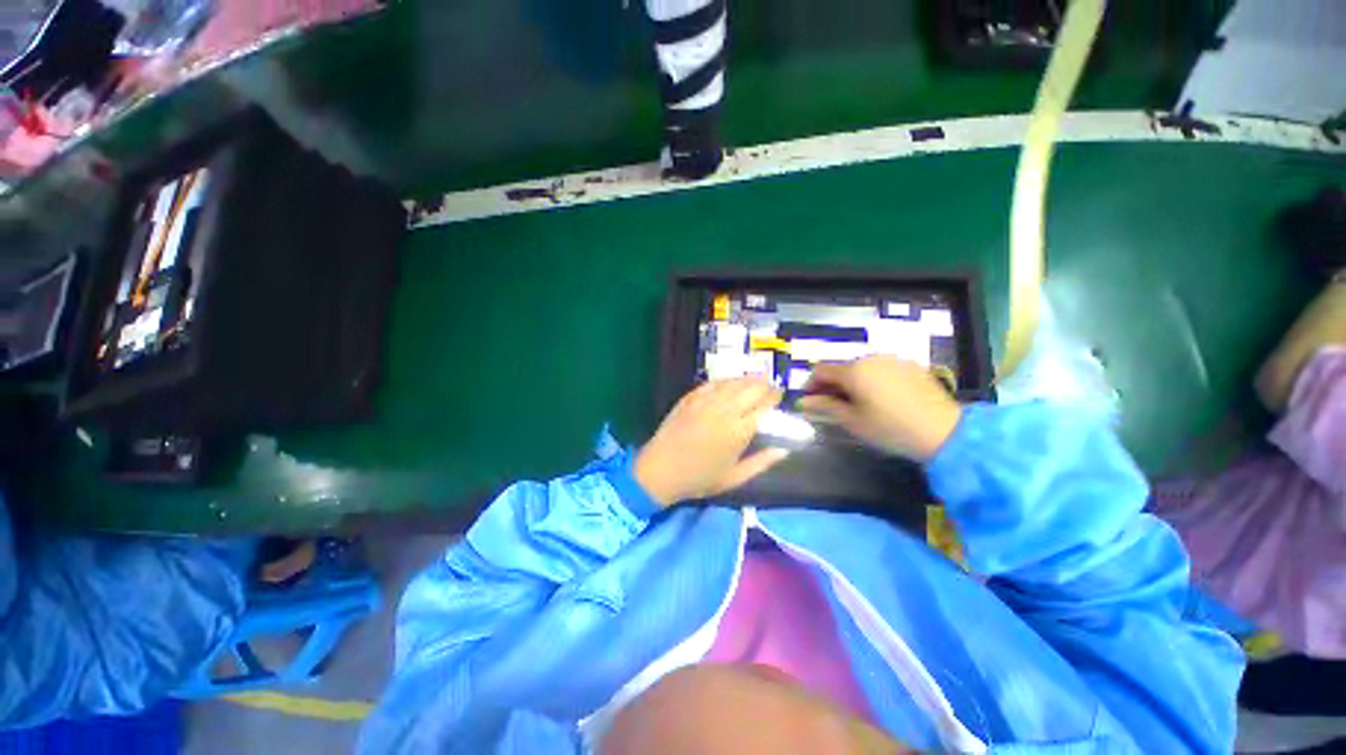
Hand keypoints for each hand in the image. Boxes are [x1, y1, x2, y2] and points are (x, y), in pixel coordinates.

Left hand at [635, 378, 789, 506]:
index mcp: (738, 431)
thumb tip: (784, 450)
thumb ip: (762, 463)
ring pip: (732, 382)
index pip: (763, 405)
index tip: (779, 396)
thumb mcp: (734, 478)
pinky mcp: (690, 398)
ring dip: (747, 379)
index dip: (774, 397)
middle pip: (750, 388)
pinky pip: (712, 383)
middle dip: (764, 385)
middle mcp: (724, 411)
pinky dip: (725, 380)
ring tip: (755, 381)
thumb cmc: (699, 479)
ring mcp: (705, 401)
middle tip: (770, 388)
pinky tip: (730, 382)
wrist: (660, 471)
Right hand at [797, 357, 961, 461]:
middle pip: (840, 367)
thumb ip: (824, 407)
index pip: (820, 370)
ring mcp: (892, 359)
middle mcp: (871, 357)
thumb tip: (802, 403)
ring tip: (855, 403)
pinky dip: (871, 380)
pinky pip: (880, 369)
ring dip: (850, 382)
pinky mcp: (910, 365)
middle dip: (831, 384)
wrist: (945, 430)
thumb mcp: (852, 421)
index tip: (809, 401)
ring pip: (860, 367)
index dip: (810, 385)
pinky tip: (878, 398)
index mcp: (853, 370)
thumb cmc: (890, 427)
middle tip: (830, 405)